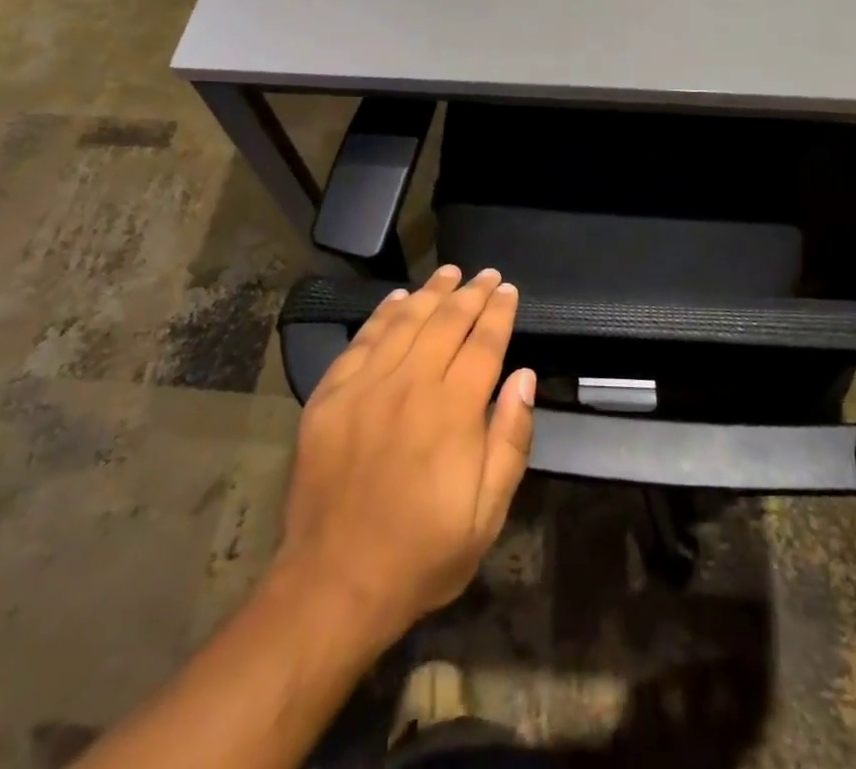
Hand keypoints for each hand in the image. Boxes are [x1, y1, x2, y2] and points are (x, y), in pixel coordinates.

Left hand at [277, 265, 536, 652]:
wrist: (334, 582)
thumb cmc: (422, 553)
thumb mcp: (487, 514)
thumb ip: (511, 439)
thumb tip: (524, 376)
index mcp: (453, 410)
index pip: (483, 343)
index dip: (498, 312)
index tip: (508, 290)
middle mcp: (411, 383)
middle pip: (446, 322)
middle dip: (471, 293)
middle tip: (486, 275)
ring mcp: (366, 385)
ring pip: (405, 321)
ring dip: (431, 293)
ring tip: (450, 273)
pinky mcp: (331, 394)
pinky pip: (362, 340)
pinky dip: (383, 314)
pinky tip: (398, 300)